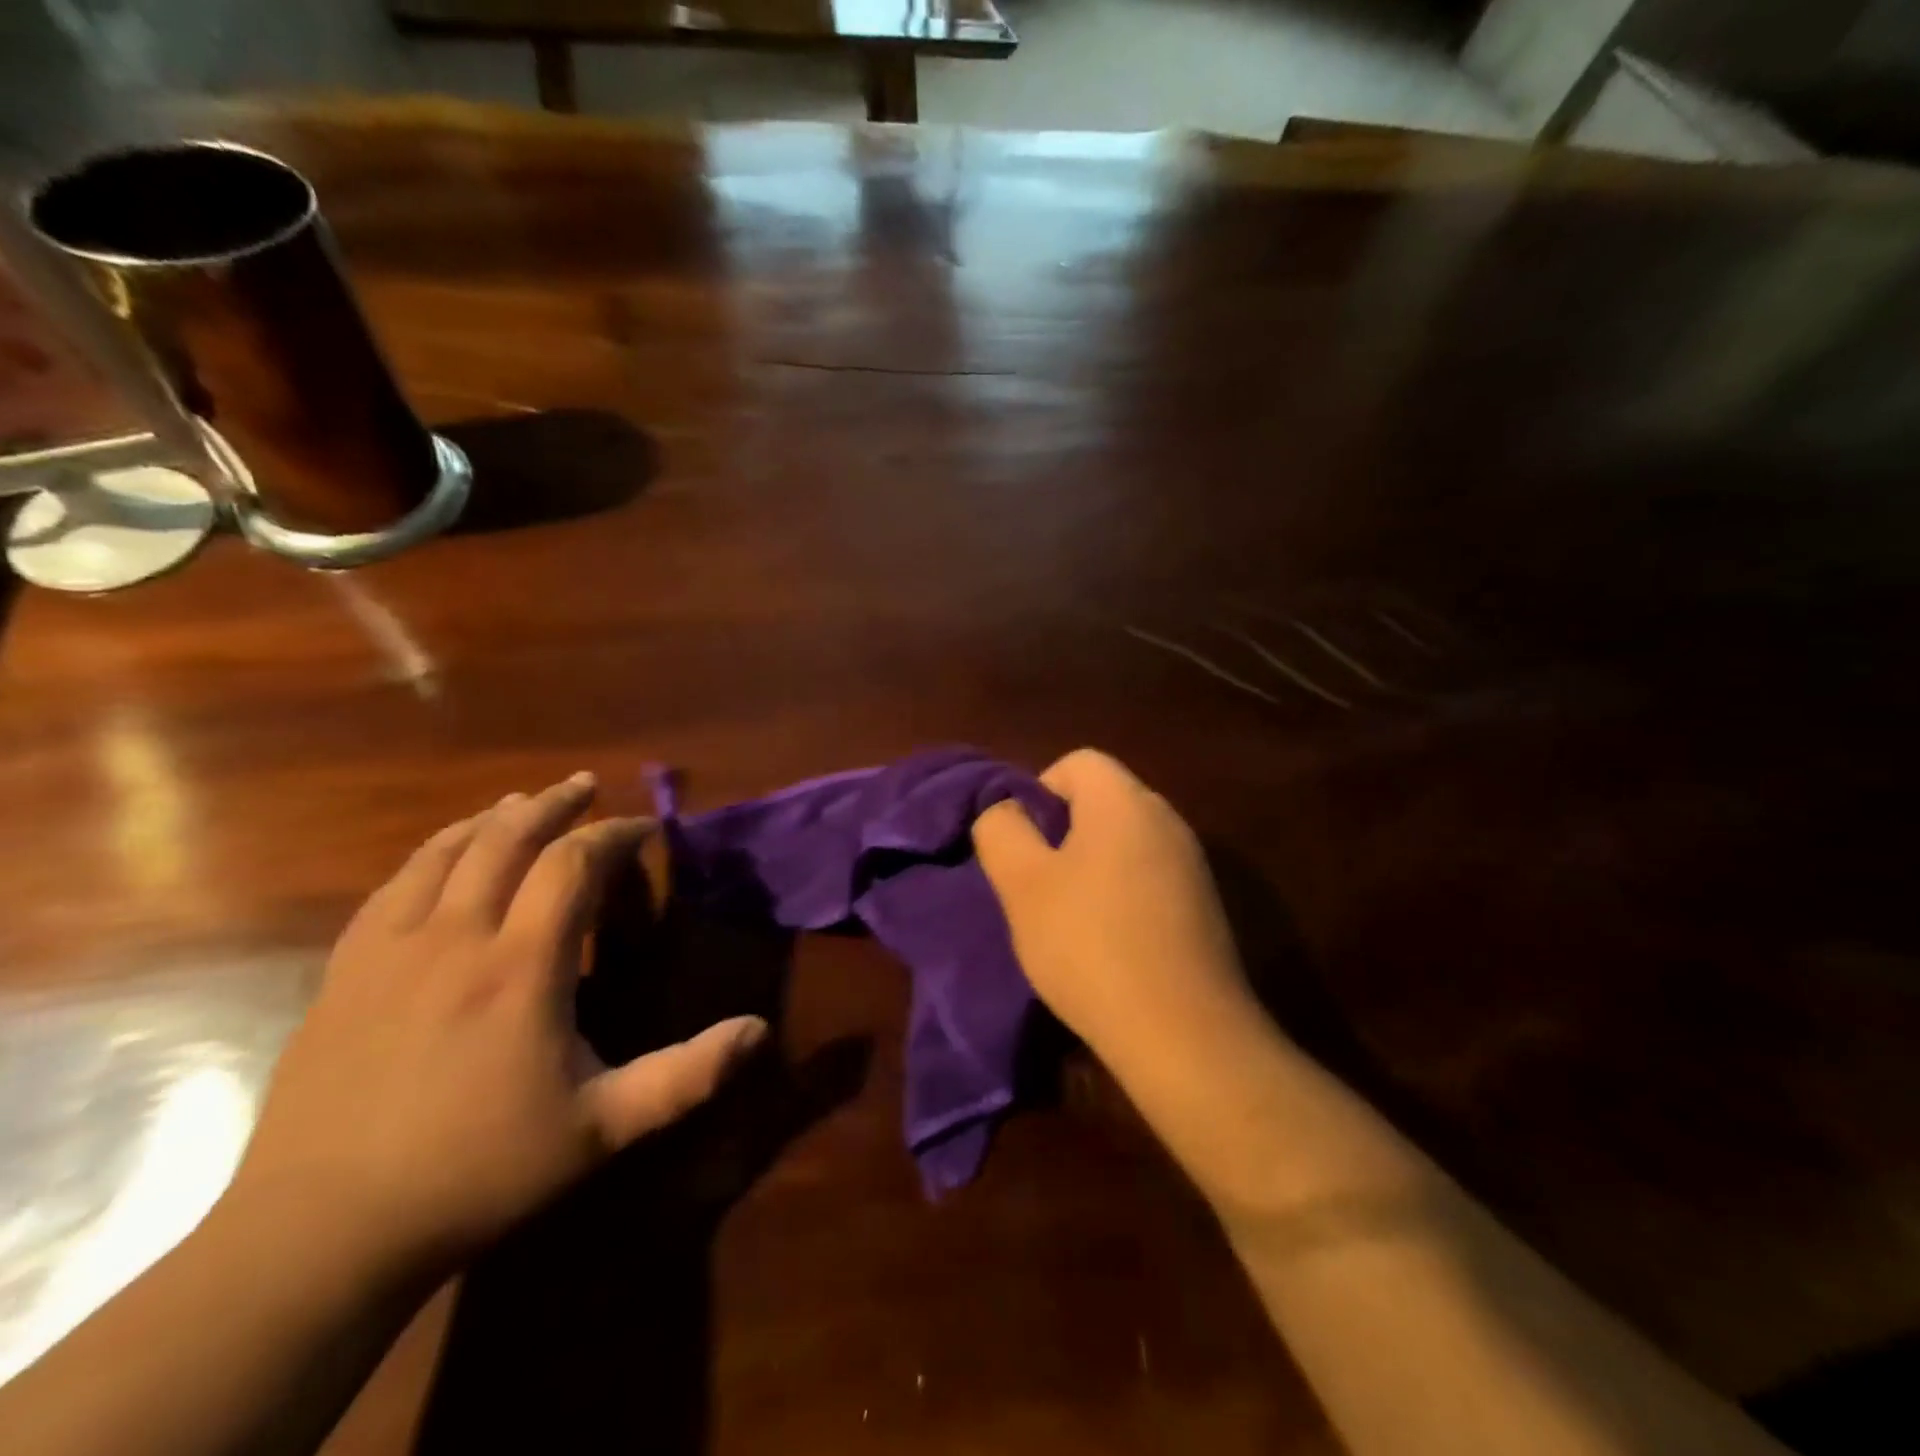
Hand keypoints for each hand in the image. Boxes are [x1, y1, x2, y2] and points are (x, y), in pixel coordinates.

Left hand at [229, 773, 766, 1277]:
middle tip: (585, 787)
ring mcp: (391, 950)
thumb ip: (686, 1075)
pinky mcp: (346, 971)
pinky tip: (445, 855)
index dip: (614, 834)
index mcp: (521, 966)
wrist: (322, 1233)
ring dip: (493, 818)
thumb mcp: (601, 1129)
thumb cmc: (479, 1172)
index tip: (644, 829)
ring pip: (446, 851)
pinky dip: (433, 851)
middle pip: (507, 838)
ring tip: (522, 803)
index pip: (573, 864)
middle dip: (553, 805)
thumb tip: (759, 1031)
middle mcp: (456, 937)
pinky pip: (394, 884)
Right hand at [972, 749, 1250, 1065]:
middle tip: (1038, 885)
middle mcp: (1167, 819)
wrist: (1184, 1034)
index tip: (1025, 846)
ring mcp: (1192, 864)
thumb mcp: (1022, 885)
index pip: (1077, 762)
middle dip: (1062, 833)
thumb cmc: (1090, 945)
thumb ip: (1001, 830)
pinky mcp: (1205, 906)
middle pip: (1103, 801)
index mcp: (1125, 801)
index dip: (1040, 792)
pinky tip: (1110, 945)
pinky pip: (1150, 878)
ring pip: (1125, 842)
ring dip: (1091, 868)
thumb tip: (1006, 810)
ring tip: (1069, 920)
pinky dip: (1122, 896)